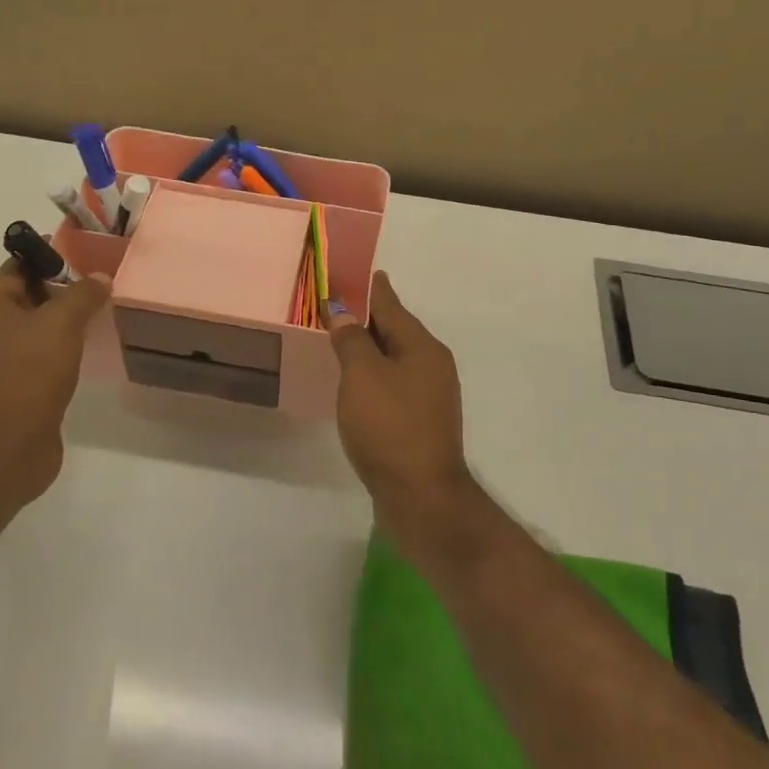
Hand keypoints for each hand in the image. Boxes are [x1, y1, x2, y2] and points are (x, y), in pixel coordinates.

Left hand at [0, 256, 108, 517]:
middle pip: (26, 298)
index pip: (16, 268)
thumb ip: (82, 295)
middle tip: (100, 284)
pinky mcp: (13, 391)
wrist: (6, 449)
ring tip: (100, 315)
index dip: (49, 256)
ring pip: (34, 330)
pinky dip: (61, 351)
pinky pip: (39, 358)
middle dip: (61, 290)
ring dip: (63, 323)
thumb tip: (100, 277)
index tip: (85, 253)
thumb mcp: (60, 323)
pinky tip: (87, 352)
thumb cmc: (27, 374)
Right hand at [328, 272, 475, 550]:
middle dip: (368, 317)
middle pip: (395, 330)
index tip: (359, 272)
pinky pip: (393, 383)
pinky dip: (374, 374)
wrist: (421, 496)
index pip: (391, 305)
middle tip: (336, 305)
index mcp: (422, 347)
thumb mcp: (362, 375)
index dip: (372, 288)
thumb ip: (351, 340)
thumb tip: (343, 313)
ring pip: (394, 358)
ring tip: (340, 339)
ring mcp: (430, 395)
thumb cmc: (389, 427)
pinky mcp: (421, 421)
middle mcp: (432, 365)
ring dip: (369, 348)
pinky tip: (355, 382)